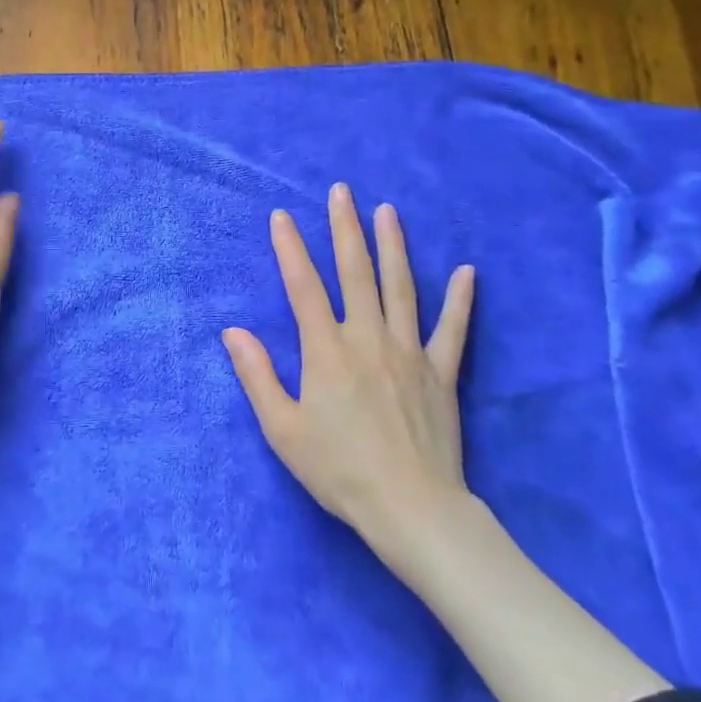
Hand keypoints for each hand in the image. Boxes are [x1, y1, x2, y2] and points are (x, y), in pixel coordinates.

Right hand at [223, 183, 476, 579]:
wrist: (412, 510)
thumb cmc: (339, 471)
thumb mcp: (283, 429)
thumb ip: (257, 375)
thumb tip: (233, 331)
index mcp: (326, 351)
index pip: (304, 287)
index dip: (290, 249)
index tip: (281, 216)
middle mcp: (368, 339)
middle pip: (355, 273)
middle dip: (345, 228)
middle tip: (342, 191)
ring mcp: (409, 352)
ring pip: (401, 288)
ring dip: (393, 246)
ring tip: (388, 211)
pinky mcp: (441, 373)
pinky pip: (453, 330)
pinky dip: (460, 300)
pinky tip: (467, 271)